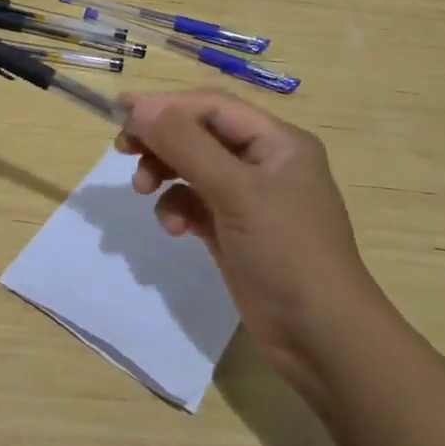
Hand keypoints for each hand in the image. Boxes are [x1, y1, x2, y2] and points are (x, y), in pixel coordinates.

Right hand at [118, 91, 388, 388]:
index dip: (166, 104)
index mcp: (277, 141)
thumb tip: (138, 107)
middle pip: (200, 134)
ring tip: (143, 190)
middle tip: (124, 149)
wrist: (323, 341)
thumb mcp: (236, 191)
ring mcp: (251, 198)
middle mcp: (265, 161)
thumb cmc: (286, 251)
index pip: (212, 106)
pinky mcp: (236, 230)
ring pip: (194, 168)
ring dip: (166, 174)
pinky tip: (174, 228)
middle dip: (162, 140)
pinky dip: (178, 208)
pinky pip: (196, 203)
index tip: (121, 111)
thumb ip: (185, 145)